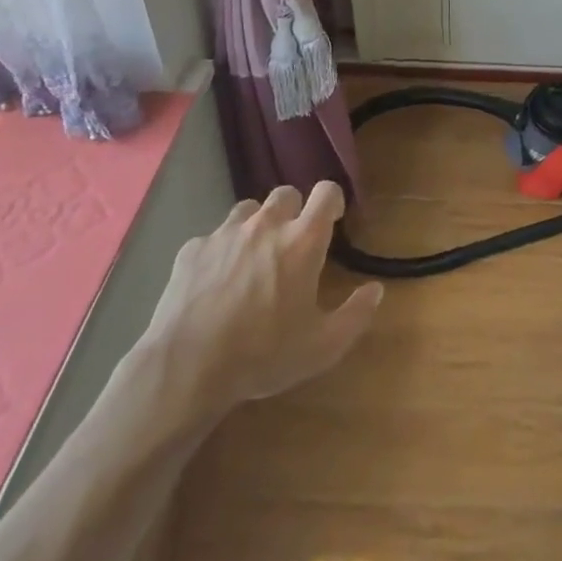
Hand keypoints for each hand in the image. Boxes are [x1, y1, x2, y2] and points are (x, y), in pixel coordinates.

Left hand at [131, 182, 382, 437]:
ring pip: (248, 210)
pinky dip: (221, 250)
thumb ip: (356, 315)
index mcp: (302, 241)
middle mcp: (265, 225)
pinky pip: (213, 236)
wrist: (186, 368)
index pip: (326, 192)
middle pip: (286, 193)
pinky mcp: (192, 249)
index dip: (333, 201)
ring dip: (257, 225)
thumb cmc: (263, 355)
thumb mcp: (323, 347)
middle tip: (292, 244)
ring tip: (254, 257)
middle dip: (294, 210)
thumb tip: (375, 290)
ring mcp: (225, 234)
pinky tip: (216, 281)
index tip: (333, 220)